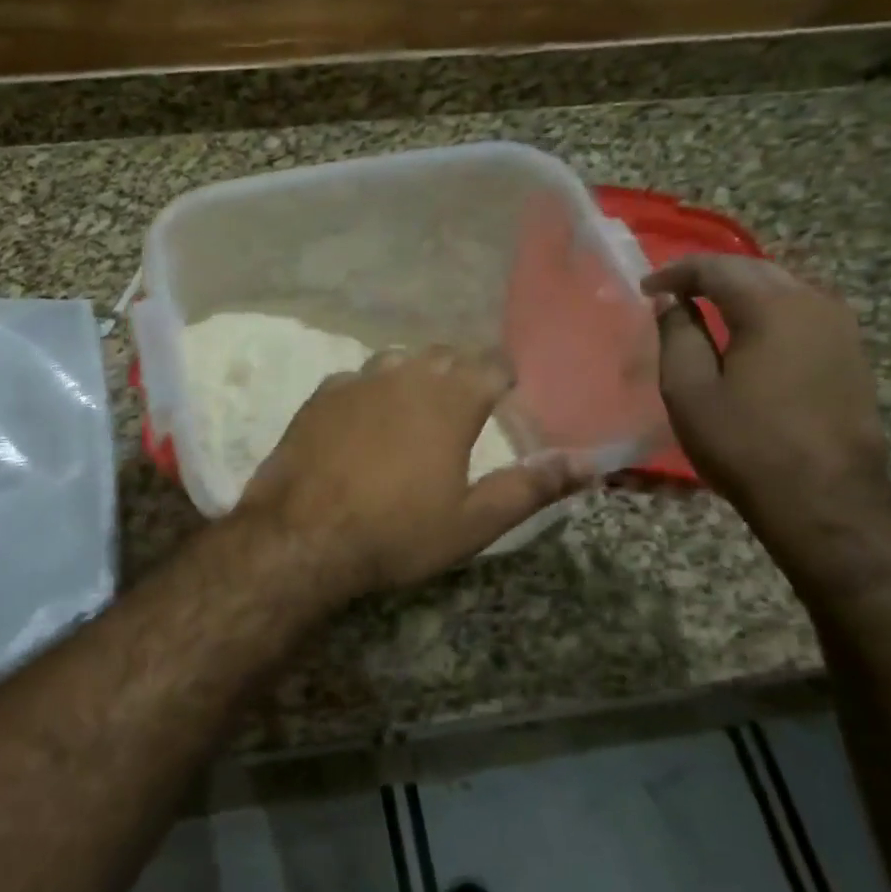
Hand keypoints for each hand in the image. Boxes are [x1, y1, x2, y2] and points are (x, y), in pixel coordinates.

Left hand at [235, 346, 579, 595]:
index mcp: (450, 400)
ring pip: (397, 360)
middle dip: (462, 371)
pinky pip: (356, 378)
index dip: (505, 376)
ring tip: (417, 406)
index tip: (510, 394)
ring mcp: (357, 381)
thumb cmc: (396, 532)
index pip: (492, 365)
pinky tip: (364, 418)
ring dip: (415, 375)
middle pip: (444, 355)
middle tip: (468, 403)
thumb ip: (531, 487)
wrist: (302, 536)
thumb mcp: (473, 521)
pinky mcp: (320, 395)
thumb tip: (588, 464)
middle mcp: (405, 376)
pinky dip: (370, 391)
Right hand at [641, 256, 890, 514]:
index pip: (716, 268)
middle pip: (755, 269)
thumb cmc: (744, 443)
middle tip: (672, 291)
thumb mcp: (689, 390)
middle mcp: (814, 304)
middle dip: (710, 274)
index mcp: (771, 308)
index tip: (645, 288)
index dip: (676, 272)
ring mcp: (842, 328)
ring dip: (742, 288)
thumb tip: (670, 300)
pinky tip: (750, 330)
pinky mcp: (852, 353)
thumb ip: (677, 334)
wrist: (825, 499)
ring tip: (707, 305)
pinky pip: (804, 310)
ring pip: (784, 286)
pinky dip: (769, 308)